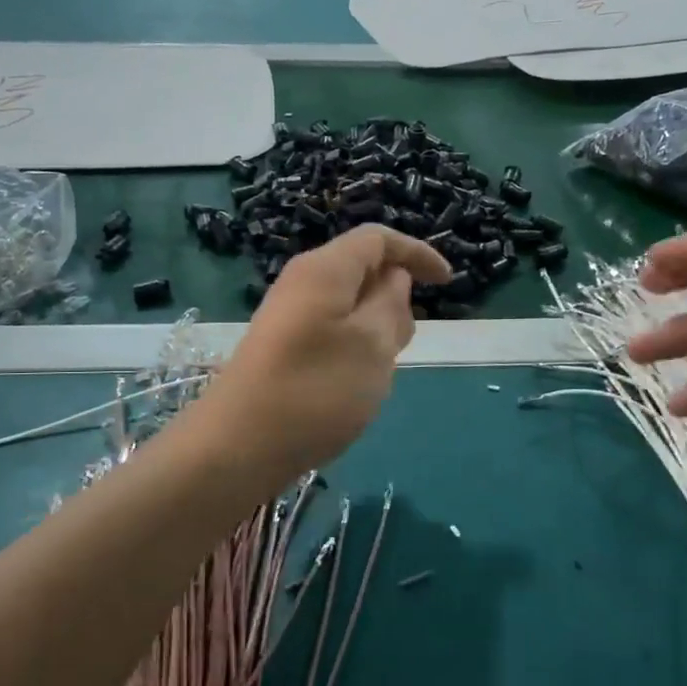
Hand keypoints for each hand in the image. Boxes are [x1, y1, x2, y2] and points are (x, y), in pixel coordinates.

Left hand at [195, 226, 450, 485]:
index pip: (377, 239)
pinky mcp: (280, 349)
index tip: (448, 282)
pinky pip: (330, 333)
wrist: (238, 446)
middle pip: (361, 271)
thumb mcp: (372, 345)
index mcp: (324, 270)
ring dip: (375, 329)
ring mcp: (287, 318)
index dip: (417, 253)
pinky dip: (353, 348)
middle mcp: (302, 284)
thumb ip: (391, 304)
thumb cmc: (316, 390)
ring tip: (379, 371)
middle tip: (404, 344)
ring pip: (347, 307)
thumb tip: (393, 278)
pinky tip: (352, 386)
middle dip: (394, 297)